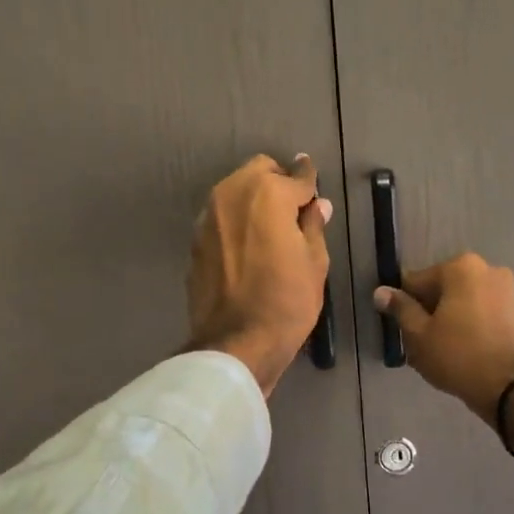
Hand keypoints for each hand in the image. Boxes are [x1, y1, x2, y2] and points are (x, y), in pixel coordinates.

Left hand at [188, 154, 331, 396]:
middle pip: (259, 171)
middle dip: (278, 182)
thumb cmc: (287, 302)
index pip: (296, 176)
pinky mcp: (195, 241)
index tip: (314, 178)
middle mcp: (232, 194)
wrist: (235, 343)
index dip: (309, 178)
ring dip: (254, 199)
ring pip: (235, 191)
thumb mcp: (315, 263)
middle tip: (294, 208)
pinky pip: (221, 217)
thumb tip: (317, 205)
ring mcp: (208, 217)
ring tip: (270, 227)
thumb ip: (314, 225)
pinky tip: (248, 246)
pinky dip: (237, 221)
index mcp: (267, 194)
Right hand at [373, 254, 513, 431]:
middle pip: (443, 289)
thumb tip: (381, 291)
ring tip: (443, 350)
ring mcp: (507, 290)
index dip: (405, 305)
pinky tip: (464, 351)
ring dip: (451, 319)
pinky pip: (483, 313)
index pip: (417, 281)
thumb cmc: (458, 356)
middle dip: (431, 311)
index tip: (403, 329)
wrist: (513, 387)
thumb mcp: (419, 335)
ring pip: (464, 301)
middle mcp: (487, 269)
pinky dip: (471, 325)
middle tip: (422, 343)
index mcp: (461, 267)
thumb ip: (400, 309)